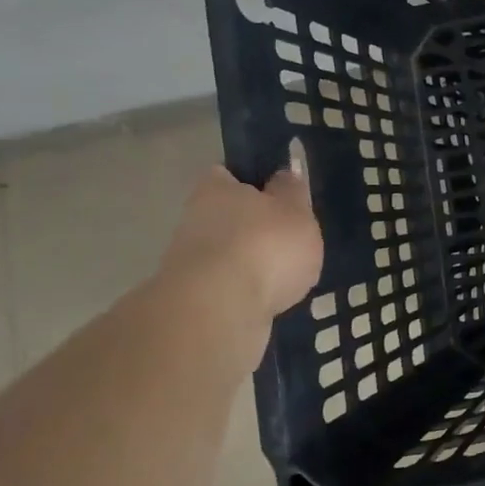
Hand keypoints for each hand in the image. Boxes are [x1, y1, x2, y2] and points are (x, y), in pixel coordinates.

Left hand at [159, 164, 323, 324]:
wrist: (218, 311)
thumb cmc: (265, 245)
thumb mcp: (296, 211)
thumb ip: (292, 192)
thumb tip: (284, 175)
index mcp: (217, 190)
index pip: (227, 175)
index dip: (250, 181)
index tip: (274, 193)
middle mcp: (194, 220)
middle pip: (225, 216)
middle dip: (251, 226)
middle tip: (287, 237)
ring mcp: (188, 263)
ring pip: (225, 254)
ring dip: (248, 262)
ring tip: (285, 274)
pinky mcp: (192, 301)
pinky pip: (225, 288)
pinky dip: (245, 291)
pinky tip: (269, 299)